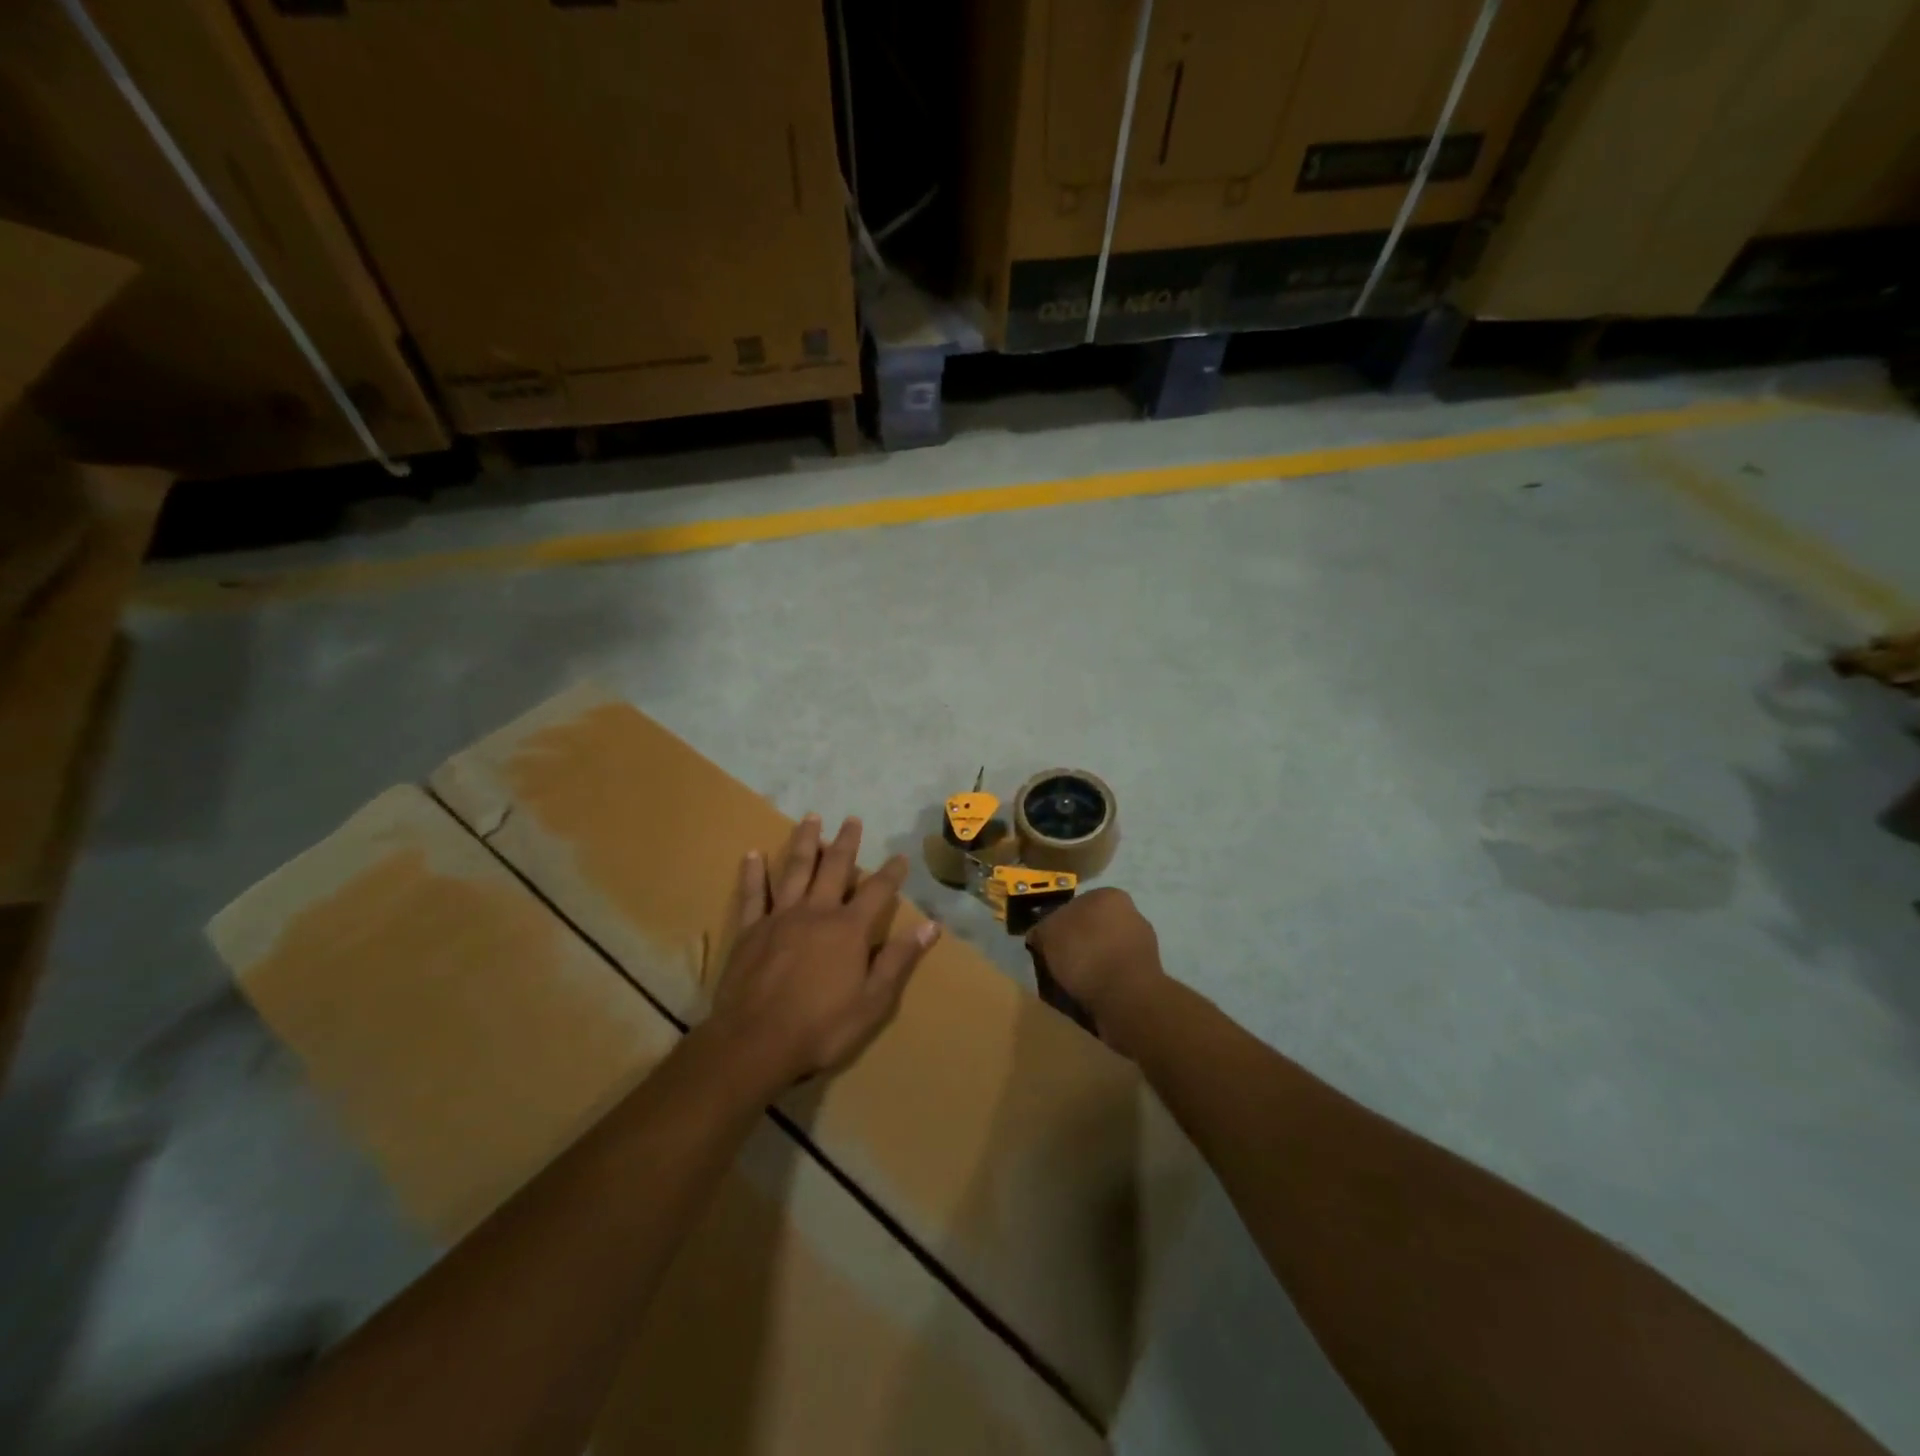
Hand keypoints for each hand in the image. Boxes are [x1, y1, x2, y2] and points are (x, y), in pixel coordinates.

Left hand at [706, 814, 939, 1093]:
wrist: (755, 1043)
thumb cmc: (821, 1027)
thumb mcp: (873, 1001)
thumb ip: (899, 960)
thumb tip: (931, 926)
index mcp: (848, 929)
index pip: (877, 891)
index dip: (891, 872)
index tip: (900, 856)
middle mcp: (816, 912)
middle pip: (834, 868)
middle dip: (846, 843)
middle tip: (852, 819)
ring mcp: (780, 917)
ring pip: (795, 870)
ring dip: (805, 843)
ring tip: (811, 818)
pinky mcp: (750, 931)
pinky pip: (753, 894)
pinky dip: (753, 873)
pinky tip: (752, 853)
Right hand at [1025, 888, 1164, 1055]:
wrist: (1127, 997)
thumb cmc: (1086, 954)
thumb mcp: (1048, 934)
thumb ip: (1042, 928)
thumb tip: (1041, 935)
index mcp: (1109, 895)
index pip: (1074, 905)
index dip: (1057, 927)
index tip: (1047, 946)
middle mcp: (1131, 913)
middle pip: (1092, 928)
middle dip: (1077, 945)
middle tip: (1058, 966)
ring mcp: (1143, 943)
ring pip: (1105, 951)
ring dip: (1092, 965)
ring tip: (1074, 986)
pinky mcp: (1148, 973)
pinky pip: (1116, 974)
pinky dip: (1104, 982)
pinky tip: (1092, 995)